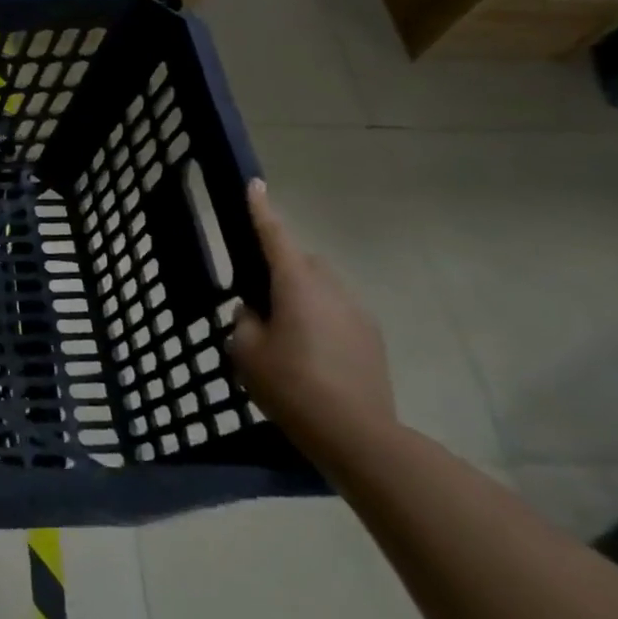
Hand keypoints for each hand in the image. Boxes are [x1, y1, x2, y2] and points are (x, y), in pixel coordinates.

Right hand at [231, 180, 397, 468]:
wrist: (357, 434)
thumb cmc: (290, 384)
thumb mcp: (246, 351)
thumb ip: (245, 321)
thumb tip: (255, 312)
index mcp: (297, 285)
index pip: (275, 236)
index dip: (262, 210)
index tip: (256, 184)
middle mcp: (332, 289)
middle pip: (303, 262)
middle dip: (281, 265)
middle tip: (257, 292)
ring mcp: (358, 314)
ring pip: (322, 288)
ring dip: (301, 296)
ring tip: (281, 329)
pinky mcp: (372, 340)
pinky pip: (337, 313)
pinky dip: (318, 319)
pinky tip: (307, 352)